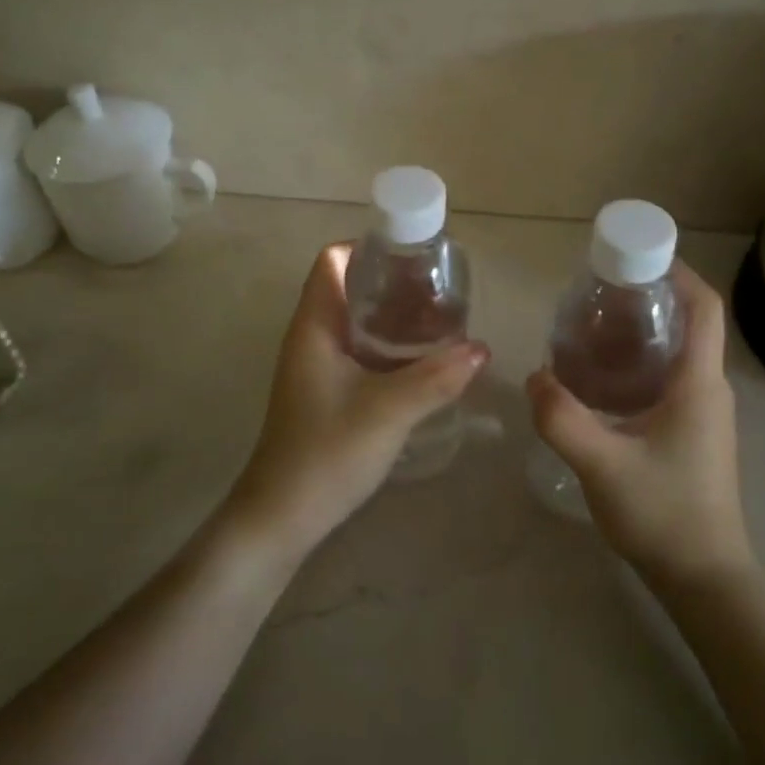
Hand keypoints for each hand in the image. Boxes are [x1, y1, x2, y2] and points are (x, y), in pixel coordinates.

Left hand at [228, 243, 488, 560]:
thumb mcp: (389, 411)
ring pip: (356, 321)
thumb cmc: (327, 452)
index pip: (333, 261)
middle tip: (438, 289)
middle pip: (348, 286)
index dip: (369, 247)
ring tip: (439, 319)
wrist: (282, 517)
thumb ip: (437, 377)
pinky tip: (421, 361)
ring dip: (392, 316)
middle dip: (391, 282)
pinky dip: (387, 345)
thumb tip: (482, 349)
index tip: (413, 256)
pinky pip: (358, 350)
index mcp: (315, 325)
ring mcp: (316, 365)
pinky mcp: (325, 390)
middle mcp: (311, 336)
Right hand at [526, 261, 750, 585]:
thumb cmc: (663, 514)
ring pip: (679, 354)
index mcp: (699, 384)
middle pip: (690, 324)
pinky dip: (642, 364)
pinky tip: (603, 380)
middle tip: (599, 294)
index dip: (680, 273)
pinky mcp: (695, 435)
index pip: (705, 308)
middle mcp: (710, 390)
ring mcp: (706, 415)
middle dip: (650, 299)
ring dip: (644, 333)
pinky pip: (672, 380)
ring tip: (593, 329)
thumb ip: (561, 418)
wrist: (705, 581)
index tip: (638, 257)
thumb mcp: (602, 464)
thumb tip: (534, 376)